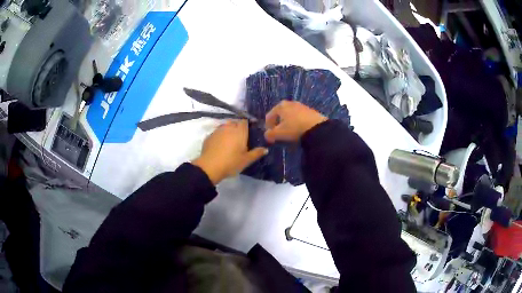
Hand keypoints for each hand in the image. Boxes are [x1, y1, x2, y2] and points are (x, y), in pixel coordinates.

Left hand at [192, 120, 267, 184]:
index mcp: (239, 131)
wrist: (210, 167)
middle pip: (234, 122)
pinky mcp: (209, 136)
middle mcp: (228, 127)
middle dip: (237, 127)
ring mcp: (217, 131)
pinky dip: (219, 136)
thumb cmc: (231, 162)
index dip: (247, 124)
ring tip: (230, 141)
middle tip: (240, 138)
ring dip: (228, 131)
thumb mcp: (246, 160)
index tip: (250, 131)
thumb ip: (257, 153)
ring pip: (224, 126)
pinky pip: (216, 133)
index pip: (244, 121)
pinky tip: (220, 145)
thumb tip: (266, 149)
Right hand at [264, 101, 327, 142]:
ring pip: (289, 115)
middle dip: (278, 124)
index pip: (269, 116)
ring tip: (290, 133)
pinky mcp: (310, 110)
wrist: (317, 128)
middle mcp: (290, 103)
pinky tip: (299, 130)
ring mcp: (301, 105)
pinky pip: (299, 117)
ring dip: (287, 123)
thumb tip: (267, 135)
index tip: (271, 136)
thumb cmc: (294, 129)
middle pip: (280, 115)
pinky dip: (296, 123)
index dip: (267, 127)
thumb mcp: (279, 134)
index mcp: (280, 106)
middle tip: (279, 134)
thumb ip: (269, 134)